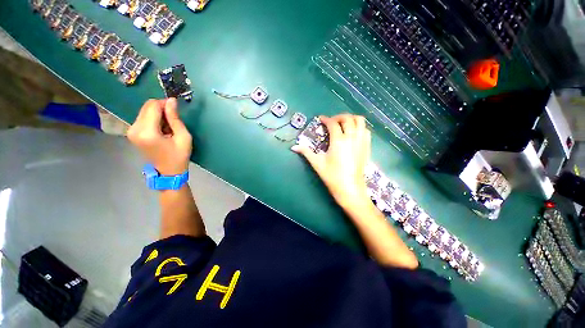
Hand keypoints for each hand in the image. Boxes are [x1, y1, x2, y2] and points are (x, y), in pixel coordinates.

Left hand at [127, 98, 191, 175]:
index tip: (175, 108)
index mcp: (147, 132)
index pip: (152, 106)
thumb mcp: (183, 137)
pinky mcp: (132, 132)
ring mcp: (131, 131)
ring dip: (158, 114)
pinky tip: (161, 129)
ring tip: (168, 127)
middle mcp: (135, 129)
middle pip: (146, 107)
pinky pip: (143, 117)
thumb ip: (175, 118)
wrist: (168, 171)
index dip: (165, 103)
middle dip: (161, 109)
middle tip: (173, 120)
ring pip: (144, 111)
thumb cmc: (179, 155)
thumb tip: (171, 100)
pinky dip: (153, 119)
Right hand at [292, 114, 370, 209]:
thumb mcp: (317, 163)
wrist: (350, 188)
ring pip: (360, 121)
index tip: (321, 119)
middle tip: (331, 122)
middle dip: (338, 116)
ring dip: (351, 119)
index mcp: (338, 141)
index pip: (333, 123)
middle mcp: (352, 137)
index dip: (326, 119)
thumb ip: (306, 152)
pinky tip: (353, 133)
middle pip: (348, 118)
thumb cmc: (332, 176)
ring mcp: (361, 142)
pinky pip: (366, 131)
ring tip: (343, 124)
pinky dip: (360, 127)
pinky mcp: (367, 147)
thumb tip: (293, 147)